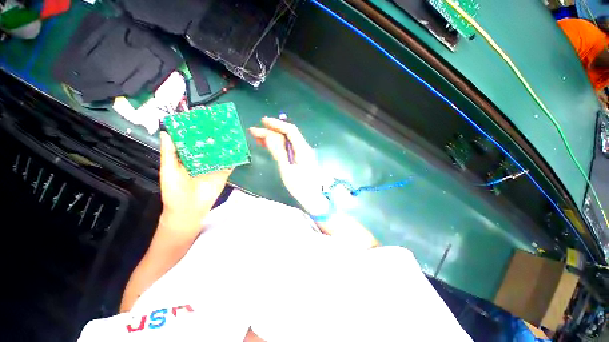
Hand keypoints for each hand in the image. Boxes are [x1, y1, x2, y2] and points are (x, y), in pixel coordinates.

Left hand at [158, 131, 231, 234]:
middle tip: (220, 123)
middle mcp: (202, 160)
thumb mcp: (169, 170)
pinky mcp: (224, 173)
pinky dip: (234, 156)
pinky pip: (230, 164)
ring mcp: (215, 166)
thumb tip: (166, 132)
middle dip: (214, 136)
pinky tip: (239, 147)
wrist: (188, 210)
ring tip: (231, 132)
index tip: (201, 119)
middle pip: (209, 146)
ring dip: (226, 144)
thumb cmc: (174, 191)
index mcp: (188, 158)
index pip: (193, 142)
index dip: (196, 132)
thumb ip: (169, 153)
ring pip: (221, 153)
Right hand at [249, 117, 329, 214]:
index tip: (263, 122)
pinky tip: (267, 145)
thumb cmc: (300, 186)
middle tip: (254, 131)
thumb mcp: (287, 169)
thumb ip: (279, 152)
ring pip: (286, 141)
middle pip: (287, 135)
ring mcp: (302, 153)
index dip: (277, 124)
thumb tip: (269, 136)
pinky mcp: (299, 158)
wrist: (313, 198)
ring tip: (257, 137)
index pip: (290, 130)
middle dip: (271, 131)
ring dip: (272, 138)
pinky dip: (277, 145)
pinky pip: (287, 148)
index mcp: (303, 149)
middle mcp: (304, 148)